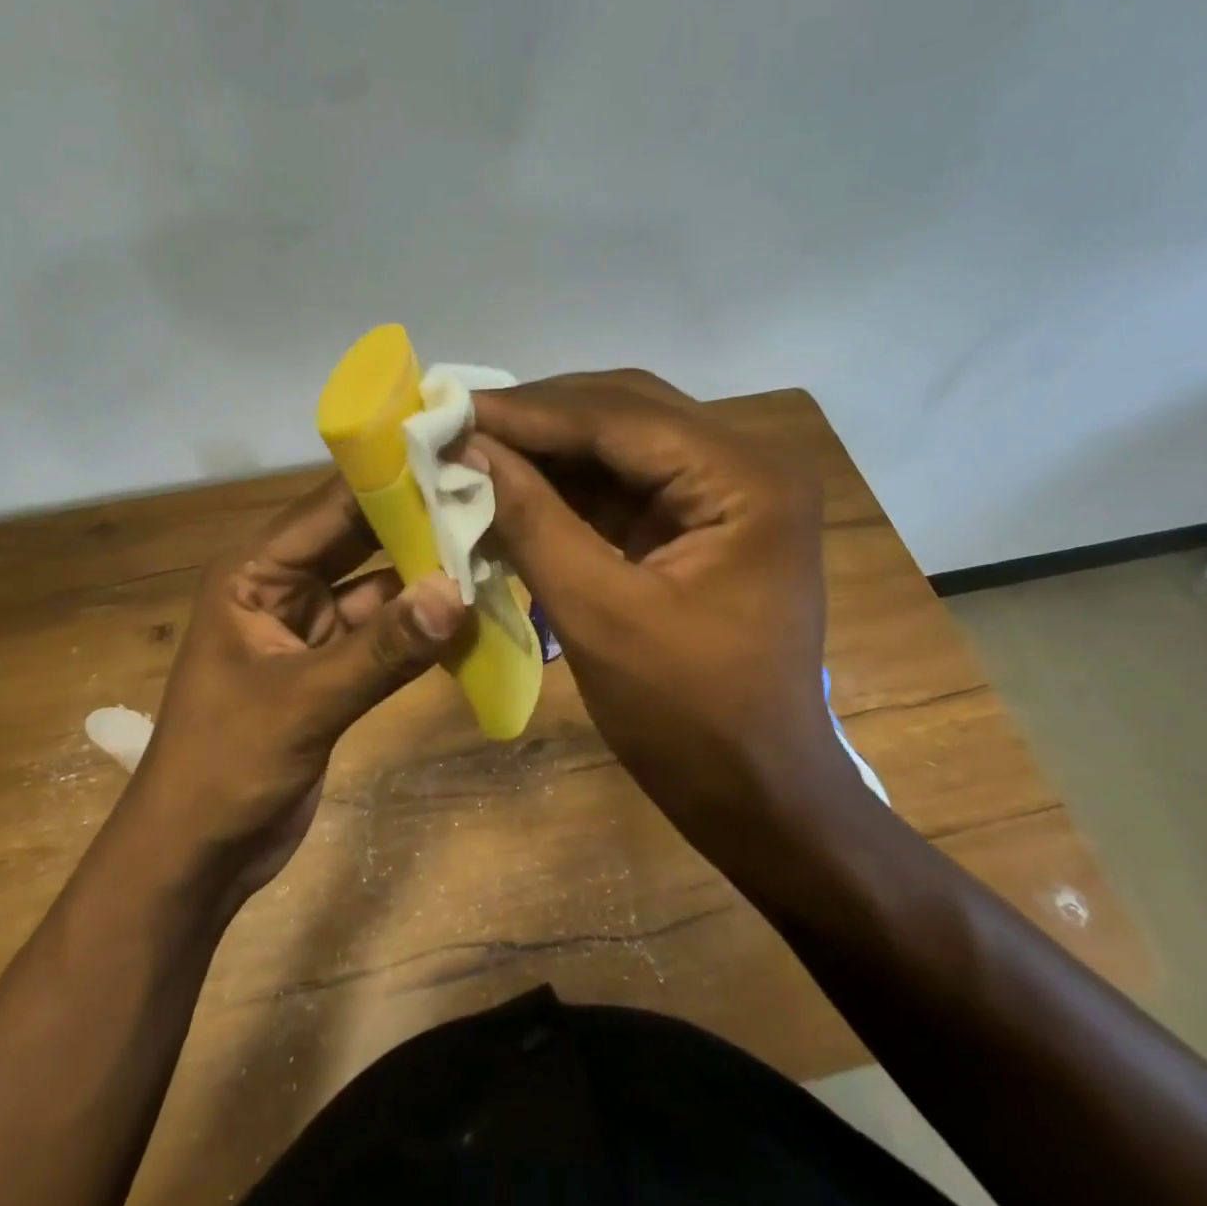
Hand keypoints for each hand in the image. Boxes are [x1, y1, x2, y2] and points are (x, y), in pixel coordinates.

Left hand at [127, 476, 466, 906]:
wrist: (198, 855)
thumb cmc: (225, 768)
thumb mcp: (303, 703)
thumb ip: (382, 650)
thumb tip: (459, 593)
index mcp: (254, 574)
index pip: (329, 509)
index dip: (391, 481)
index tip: (457, 457)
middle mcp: (283, 587)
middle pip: (359, 541)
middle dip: (419, 525)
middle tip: (492, 499)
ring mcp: (311, 629)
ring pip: (379, 589)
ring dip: (428, 580)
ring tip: (497, 551)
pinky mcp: (333, 669)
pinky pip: (386, 635)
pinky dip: (422, 629)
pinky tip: (472, 616)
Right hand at [468, 371, 861, 871]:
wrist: (757, 795)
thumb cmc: (690, 719)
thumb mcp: (601, 616)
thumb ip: (534, 522)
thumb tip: (471, 450)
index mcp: (745, 481)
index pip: (621, 416)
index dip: (529, 411)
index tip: (449, 410)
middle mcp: (744, 468)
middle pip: (625, 414)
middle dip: (538, 420)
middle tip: (456, 424)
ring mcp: (724, 498)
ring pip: (619, 447)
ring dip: (547, 452)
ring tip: (472, 451)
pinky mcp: (698, 529)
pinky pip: (622, 490)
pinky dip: (565, 491)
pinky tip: (511, 491)